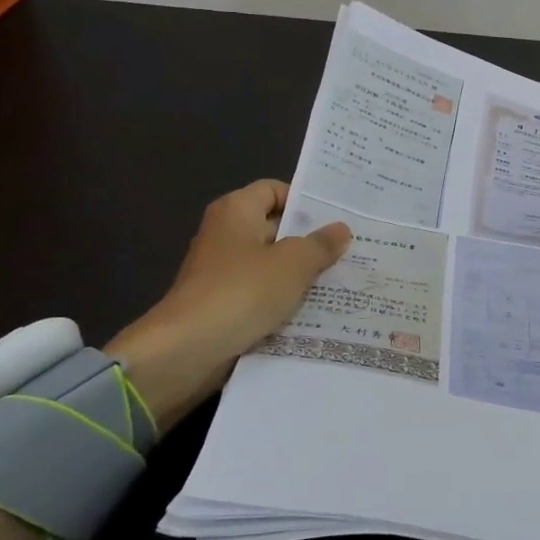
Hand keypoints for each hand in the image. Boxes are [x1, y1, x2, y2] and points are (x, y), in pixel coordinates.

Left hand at [106, 179, 350, 429]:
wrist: (188, 350)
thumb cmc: (242, 292)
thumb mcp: (293, 264)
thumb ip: (320, 244)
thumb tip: (340, 229)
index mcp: (236, 211)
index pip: (273, 190)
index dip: (304, 200)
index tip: (337, 217)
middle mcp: (226, 235)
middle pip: (275, 228)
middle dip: (310, 241)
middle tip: (351, 250)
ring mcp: (222, 272)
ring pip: (271, 266)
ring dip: (301, 275)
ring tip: (343, 282)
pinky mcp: (223, 305)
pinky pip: (261, 295)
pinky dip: (284, 302)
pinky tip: (316, 312)